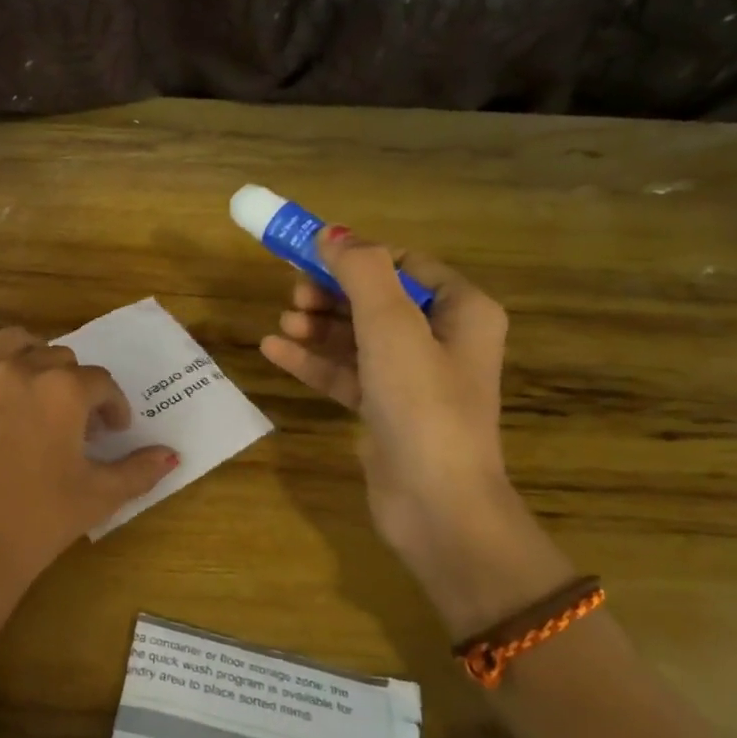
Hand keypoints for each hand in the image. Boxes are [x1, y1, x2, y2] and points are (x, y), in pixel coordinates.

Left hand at [0, 327, 177, 598]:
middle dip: (76, 385)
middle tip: (77, 423)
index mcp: (63, 391)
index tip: (114, 432)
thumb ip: (140, 470)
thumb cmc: (42, 520)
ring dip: (32, 354)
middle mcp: (21, 372)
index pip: (101, 384)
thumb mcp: (101, 495)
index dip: (114, 407)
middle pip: (60, 357)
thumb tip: (171, 455)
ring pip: (11, 342)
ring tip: (38, 385)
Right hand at [259, 230, 573, 638]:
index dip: (357, 257)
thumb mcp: (391, 326)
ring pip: (358, 337)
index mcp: (462, 311)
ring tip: (282, 324)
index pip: (405, 265)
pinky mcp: (386, 410)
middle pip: (377, 299)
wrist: (435, 503)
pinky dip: (315, 361)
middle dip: (333, 293)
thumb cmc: (422, 403)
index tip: (310, 256)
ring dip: (319, 327)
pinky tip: (274, 351)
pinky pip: (347, 373)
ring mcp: (413, 378)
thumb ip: (361, 271)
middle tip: (293, 295)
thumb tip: (331, 233)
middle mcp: (442, 340)